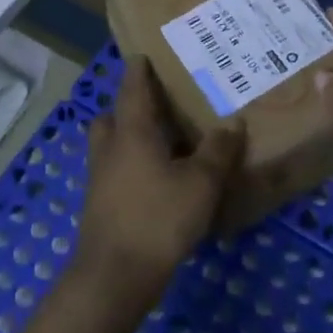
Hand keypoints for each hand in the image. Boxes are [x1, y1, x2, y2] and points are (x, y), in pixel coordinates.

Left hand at [75, 57, 242, 311]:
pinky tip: (155, 183)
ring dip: (128, 139)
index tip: (142, 55)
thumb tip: (233, 123)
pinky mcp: (99, 206)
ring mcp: (99, 179)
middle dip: (128, 107)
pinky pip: (114, 172)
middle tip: (155, 106)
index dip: (138, 70)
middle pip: (112, 116)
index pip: (132, 88)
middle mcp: (110, 148)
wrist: (114, 277)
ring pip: (110, 146)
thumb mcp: (200, 183)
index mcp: (131, 131)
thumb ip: (218, 152)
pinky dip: (130, 168)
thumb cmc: (158, 218)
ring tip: (160, 144)